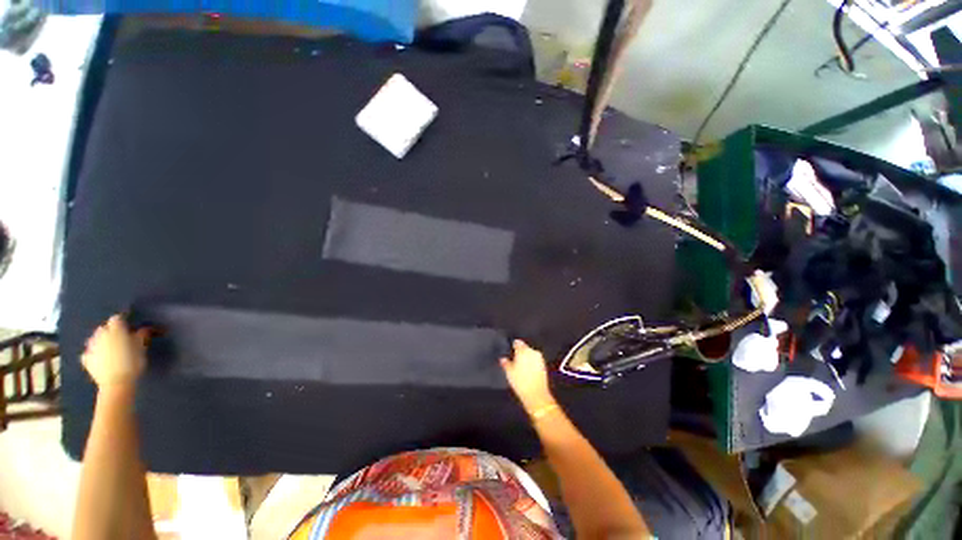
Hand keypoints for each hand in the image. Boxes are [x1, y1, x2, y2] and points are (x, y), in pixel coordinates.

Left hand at [82, 315, 148, 389]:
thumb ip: (142, 335)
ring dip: (101, 341)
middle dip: (110, 331)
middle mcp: (100, 334)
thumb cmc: (132, 362)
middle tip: (120, 339)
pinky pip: (89, 352)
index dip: (123, 321)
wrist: (116, 383)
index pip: (117, 318)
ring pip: (94, 339)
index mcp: (115, 329)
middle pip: (104, 328)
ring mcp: (91, 347)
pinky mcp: (86, 359)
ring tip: (109, 349)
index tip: (129, 326)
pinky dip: (93, 353)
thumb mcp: (142, 347)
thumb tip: (144, 328)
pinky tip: (99, 359)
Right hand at [500, 340, 554, 412]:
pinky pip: (535, 360)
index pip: (517, 342)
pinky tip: (528, 370)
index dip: (513, 345)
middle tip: (514, 359)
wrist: (536, 394)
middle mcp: (532, 352)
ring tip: (521, 366)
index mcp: (523, 350)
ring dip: (526, 357)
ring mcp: (539, 358)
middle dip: (520, 352)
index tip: (511, 349)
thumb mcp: (509, 372)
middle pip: (525, 348)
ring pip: (531, 354)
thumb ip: (505, 363)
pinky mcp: (544, 365)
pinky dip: (532, 363)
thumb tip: (503, 358)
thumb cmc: (521, 382)